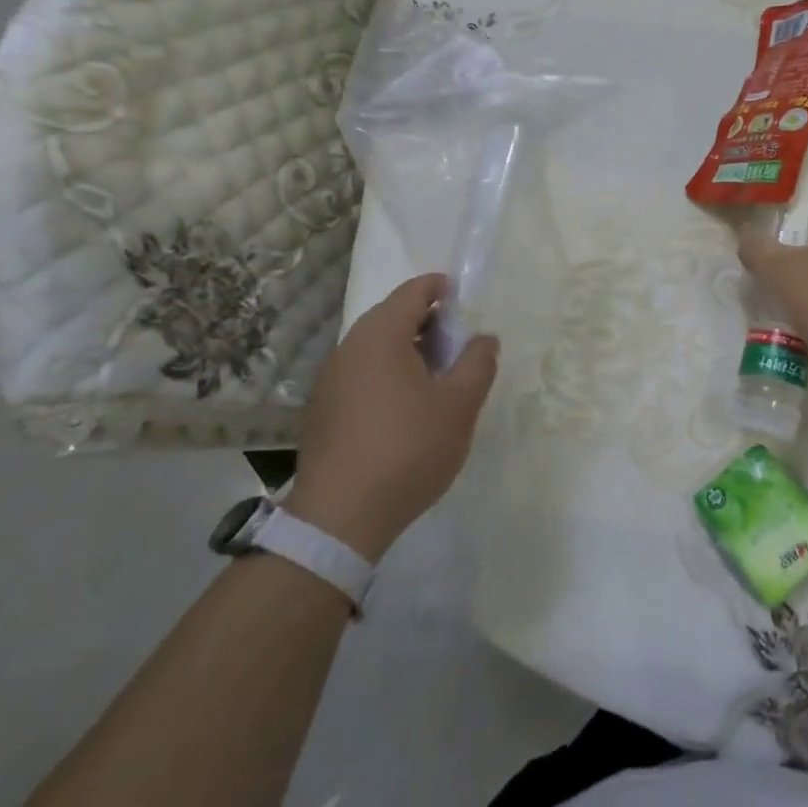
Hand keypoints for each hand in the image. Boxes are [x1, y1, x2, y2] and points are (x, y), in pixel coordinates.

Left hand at [285, 274, 498, 562]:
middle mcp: (349, 347)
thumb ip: (478, 363)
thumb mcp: (459, 405)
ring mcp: (331, 379)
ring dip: (408, 349)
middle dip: (428, 321)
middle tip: (459, 343)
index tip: (465, 301)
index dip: (441, 289)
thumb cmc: (408, 449)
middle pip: (392, 316)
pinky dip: (388, 373)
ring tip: (439, 376)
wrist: (340, 517)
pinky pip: (362, 372)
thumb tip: (483, 339)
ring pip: (375, 346)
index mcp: (381, 336)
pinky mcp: (324, 409)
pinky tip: (407, 406)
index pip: (413, 292)